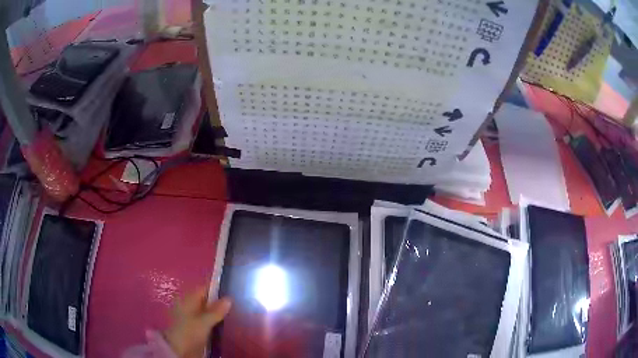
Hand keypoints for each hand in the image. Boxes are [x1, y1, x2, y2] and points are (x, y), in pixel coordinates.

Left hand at [164, 287, 231, 357]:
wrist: (177, 348)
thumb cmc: (189, 331)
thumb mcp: (204, 322)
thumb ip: (216, 311)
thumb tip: (229, 299)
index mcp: (188, 298)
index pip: (204, 289)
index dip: (216, 290)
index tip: (230, 295)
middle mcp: (186, 303)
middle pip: (204, 300)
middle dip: (216, 303)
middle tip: (232, 308)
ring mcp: (187, 315)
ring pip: (203, 310)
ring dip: (214, 313)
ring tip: (228, 317)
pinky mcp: (189, 325)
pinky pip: (202, 319)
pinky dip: (210, 321)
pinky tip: (218, 326)